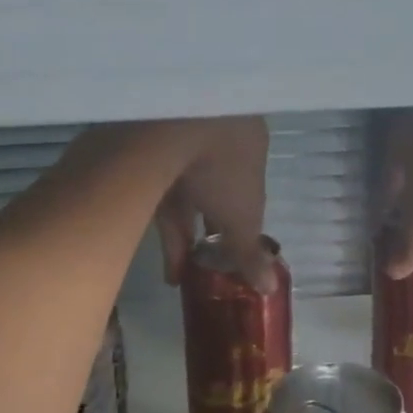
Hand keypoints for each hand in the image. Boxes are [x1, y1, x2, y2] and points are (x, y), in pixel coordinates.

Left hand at [154, 117, 276, 291]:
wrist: (165, 125)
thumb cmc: (221, 167)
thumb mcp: (242, 216)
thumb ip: (250, 252)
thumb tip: (269, 288)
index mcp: (246, 142)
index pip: (250, 184)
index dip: (244, 219)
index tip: (236, 247)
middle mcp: (214, 137)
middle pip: (215, 192)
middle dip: (211, 233)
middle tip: (208, 268)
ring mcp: (176, 140)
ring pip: (184, 196)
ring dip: (185, 238)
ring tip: (184, 279)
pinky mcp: (143, 152)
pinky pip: (157, 195)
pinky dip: (163, 229)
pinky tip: (167, 265)